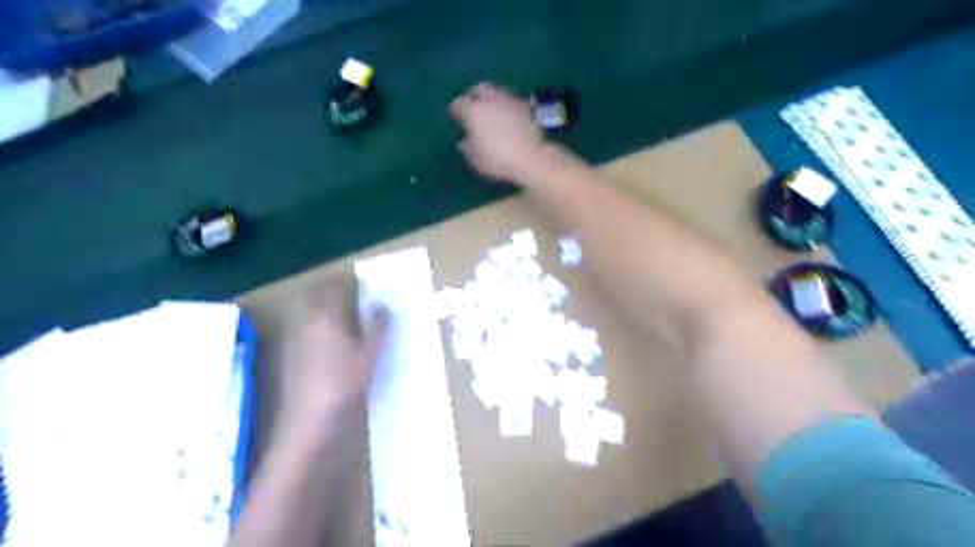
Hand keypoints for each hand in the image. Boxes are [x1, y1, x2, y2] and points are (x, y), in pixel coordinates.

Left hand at [273, 275, 387, 442]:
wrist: (310, 414)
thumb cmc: (344, 379)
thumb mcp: (370, 352)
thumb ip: (379, 325)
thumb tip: (384, 303)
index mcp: (328, 315)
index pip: (334, 285)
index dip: (346, 278)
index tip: (360, 277)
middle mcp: (308, 319)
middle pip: (316, 292)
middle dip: (331, 286)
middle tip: (349, 289)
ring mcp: (296, 334)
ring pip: (308, 307)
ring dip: (322, 301)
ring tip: (342, 307)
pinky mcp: (291, 349)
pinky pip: (304, 322)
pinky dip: (316, 318)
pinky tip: (329, 332)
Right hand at [449, 81, 545, 182]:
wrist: (532, 157)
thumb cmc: (497, 159)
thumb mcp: (475, 158)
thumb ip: (467, 147)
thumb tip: (464, 140)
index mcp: (473, 110)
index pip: (458, 104)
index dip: (455, 110)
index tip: (454, 117)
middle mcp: (490, 99)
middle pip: (479, 89)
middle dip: (474, 95)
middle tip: (473, 105)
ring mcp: (510, 100)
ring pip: (497, 93)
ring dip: (492, 100)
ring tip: (491, 112)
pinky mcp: (527, 107)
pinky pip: (511, 102)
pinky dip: (507, 107)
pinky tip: (507, 118)